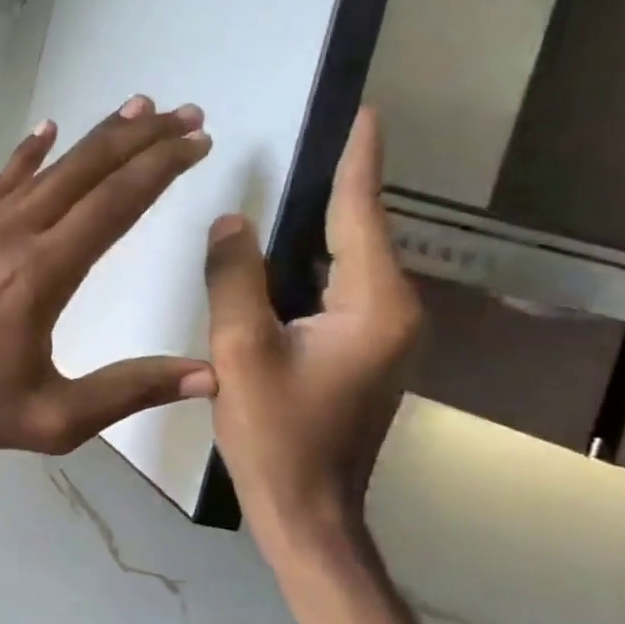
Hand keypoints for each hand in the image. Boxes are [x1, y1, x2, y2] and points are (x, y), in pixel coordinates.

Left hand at [0, 97, 215, 509]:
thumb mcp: (55, 419)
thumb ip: (129, 391)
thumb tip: (209, 375)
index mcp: (44, 274)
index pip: (115, 203)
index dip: (161, 167)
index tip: (196, 142)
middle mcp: (14, 234)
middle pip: (87, 171)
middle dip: (141, 137)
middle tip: (185, 113)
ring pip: (46, 168)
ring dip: (94, 136)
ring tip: (136, 107)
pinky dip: (28, 154)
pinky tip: (47, 131)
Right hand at [204, 108, 438, 623]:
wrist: (307, 510)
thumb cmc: (276, 435)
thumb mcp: (240, 351)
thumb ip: (235, 279)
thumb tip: (231, 223)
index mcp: (373, 306)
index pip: (362, 216)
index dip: (359, 163)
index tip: (365, 112)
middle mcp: (393, 312)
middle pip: (361, 235)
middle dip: (340, 187)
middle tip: (313, 141)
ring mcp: (384, 335)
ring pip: (350, 264)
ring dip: (324, 225)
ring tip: (296, 183)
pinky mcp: (366, 352)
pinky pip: (340, 290)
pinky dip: (314, 263)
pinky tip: (285, 253)